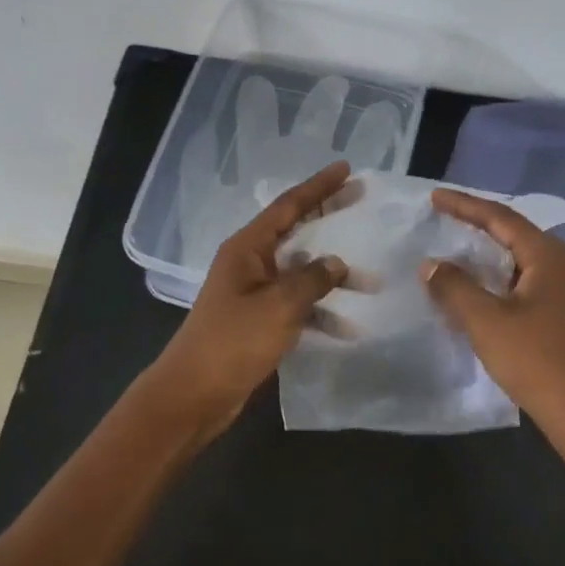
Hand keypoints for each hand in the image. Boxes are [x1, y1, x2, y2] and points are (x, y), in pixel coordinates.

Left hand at [148, 162, 350, 434]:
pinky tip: (347, 327)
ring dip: (332, 276)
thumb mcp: (279, 306)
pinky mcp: (258, 320)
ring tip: (370, 281)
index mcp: (247, 248)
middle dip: (328, 217)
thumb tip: (337, 263)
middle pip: (295, 231)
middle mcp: (250, 262)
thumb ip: (312, 280)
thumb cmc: (233, 342)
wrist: (193, 395)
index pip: (288, 206)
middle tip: (361, 200)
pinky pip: (296, 304)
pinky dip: (319, 311)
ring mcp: (253, 292)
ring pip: (300, 271)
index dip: (318, 187)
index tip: (346, 170)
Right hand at [422, 189, 564, 451]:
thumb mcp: (486, 322)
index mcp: (550, 256)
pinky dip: (507, 279)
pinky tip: (490, 293)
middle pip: (518, 234)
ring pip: (527, 260)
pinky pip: (535, 282)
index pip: (501, 218)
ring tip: (463, 254)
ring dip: (493, 255)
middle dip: (481, 226)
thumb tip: (432, 264)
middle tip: (447, 220)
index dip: (465, 205)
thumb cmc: (537, 361)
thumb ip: (455, 287)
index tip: (435, 197)